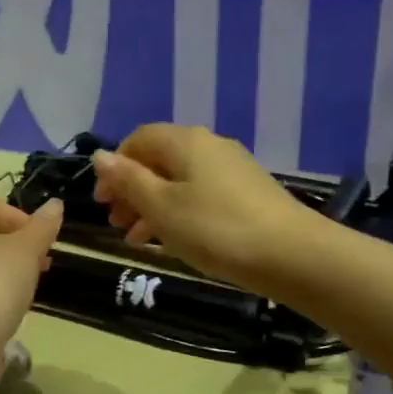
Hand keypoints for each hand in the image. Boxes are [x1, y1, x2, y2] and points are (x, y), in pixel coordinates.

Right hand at [90, 124, 321, 293]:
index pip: (138, 139)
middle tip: (116, 224)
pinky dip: (180, 213)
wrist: (292, 254)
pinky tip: (173, 242)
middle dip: (132, 190)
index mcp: (185, 141)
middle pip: (159, 160)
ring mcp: (232, 169)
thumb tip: (100, 155)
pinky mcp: (248, 193)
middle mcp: (209, 145)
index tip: (101, 202)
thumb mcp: (162, 207)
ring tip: (137, 240)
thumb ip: (128, 180)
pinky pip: (201, 195)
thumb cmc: (216, 229)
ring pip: (180, 181)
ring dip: (153, 206)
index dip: (114, 167)